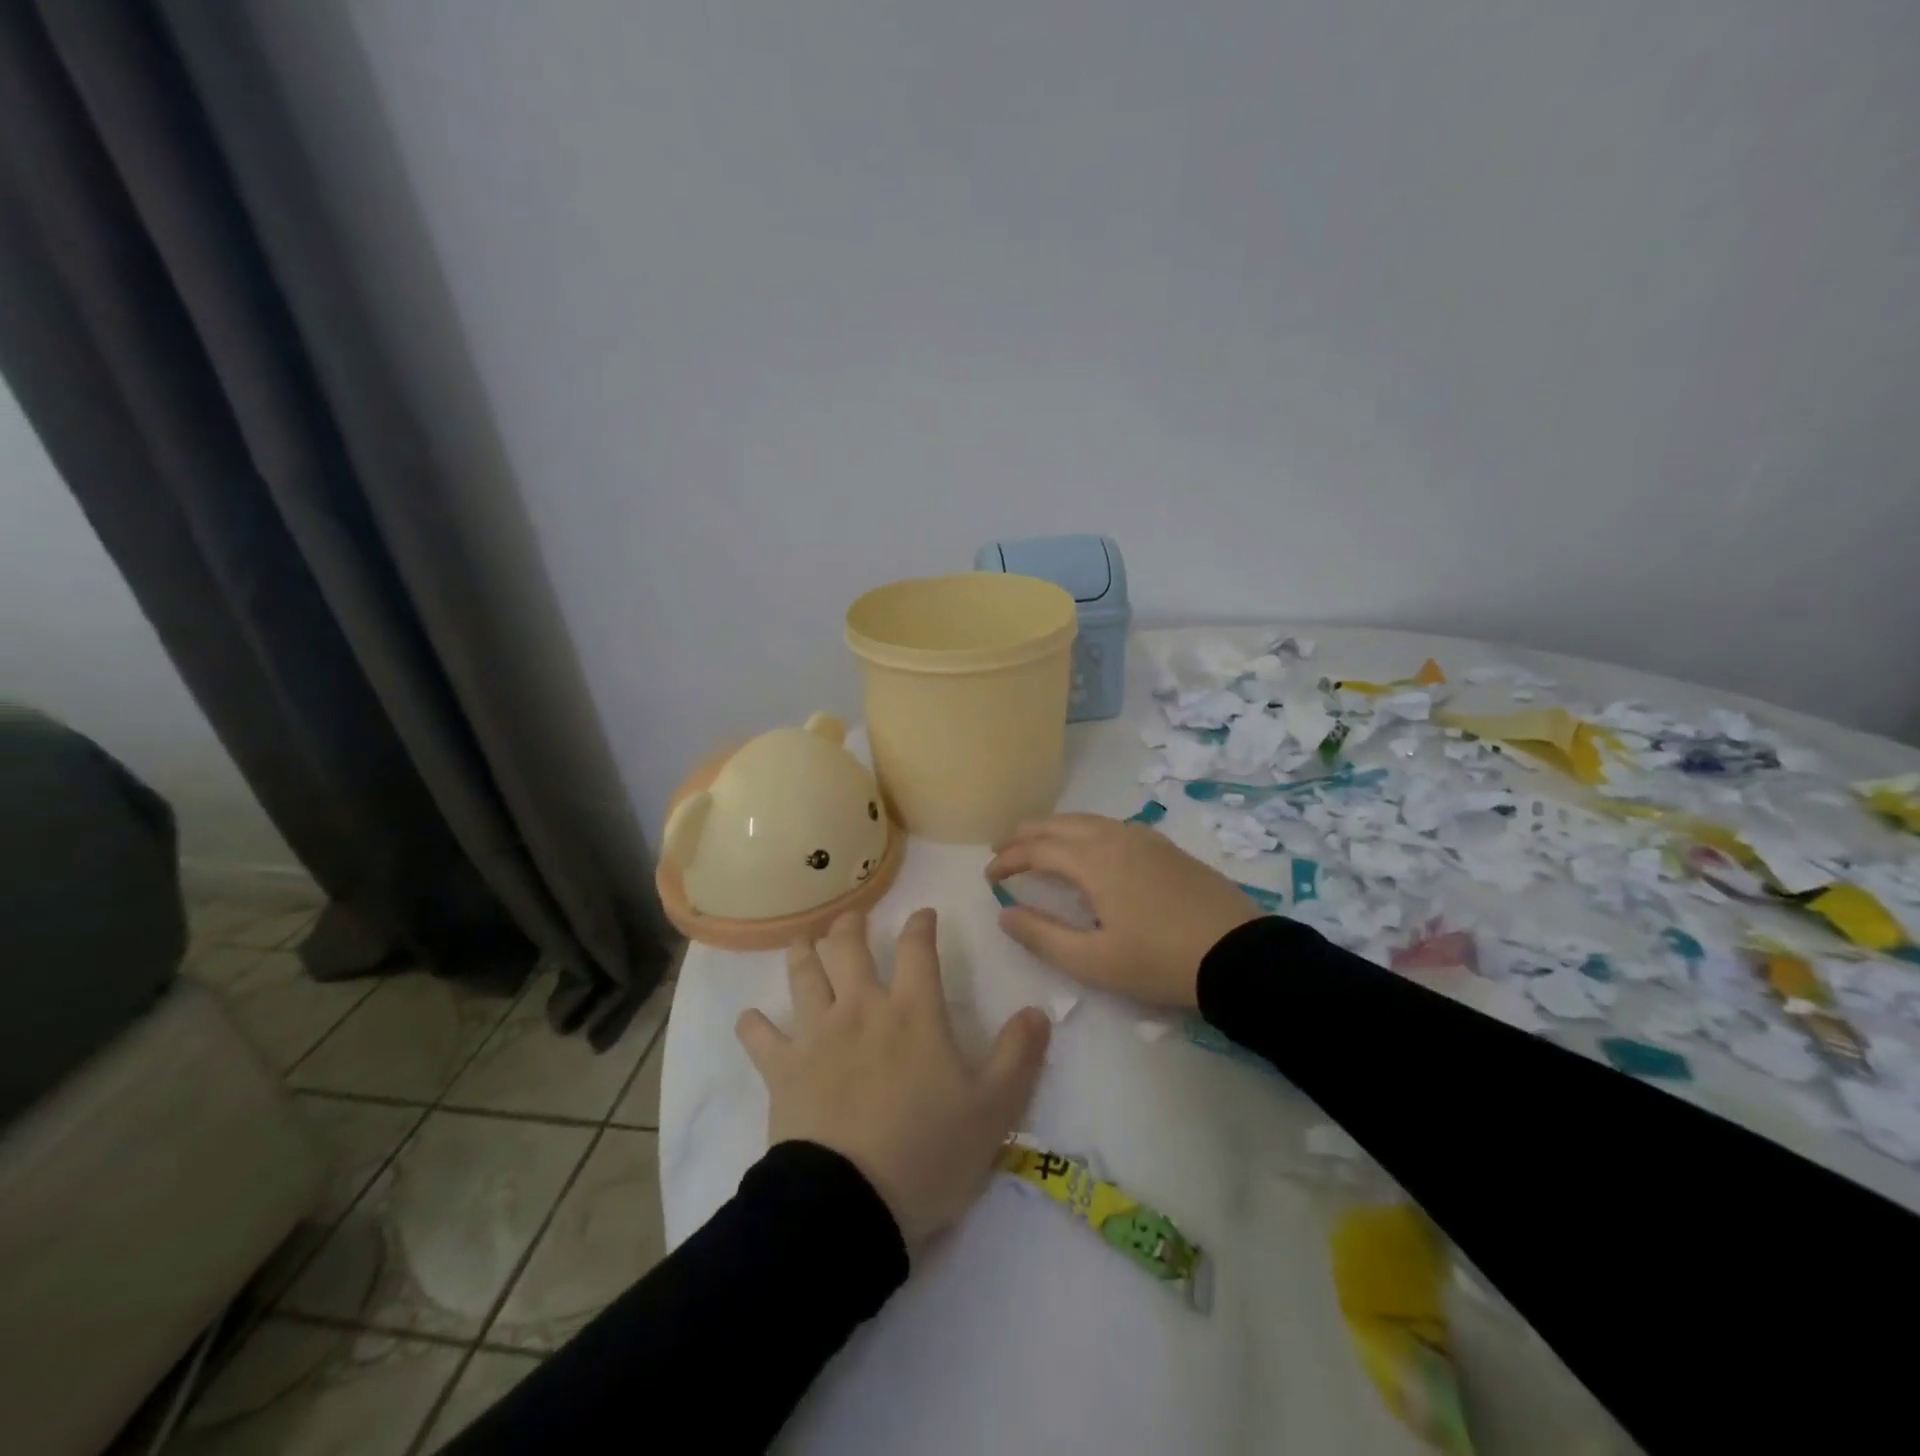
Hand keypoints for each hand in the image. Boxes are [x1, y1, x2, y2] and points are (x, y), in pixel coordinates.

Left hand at [736, 909, 1051, 1250]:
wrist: (850, 1204)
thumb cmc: (928, 1152)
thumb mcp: (993, 1109)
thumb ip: (1019, 1055)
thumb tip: (1038, 1010)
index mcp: (913, 1012)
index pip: (918, 949)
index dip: (921, 925)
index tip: (924, 913)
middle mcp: (862, 1009)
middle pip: (849, 947)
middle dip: (851, 925)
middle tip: (852, 917)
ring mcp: (817, 1035)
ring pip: (804, 976)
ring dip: (803, 953)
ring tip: (804, 940)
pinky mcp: (782, 1069)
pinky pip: (760, 1037)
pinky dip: (753, 1025)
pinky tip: (750, 1019)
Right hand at [985, 814, 1261, 1007]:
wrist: (1240, 955)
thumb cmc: (1160, 961)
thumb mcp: (1093, 961)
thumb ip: (1042, 936)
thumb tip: (1004, 913)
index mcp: (1093, 860)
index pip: (1036, 849)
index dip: (1007, 860)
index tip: (988, 876)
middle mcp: (1115, 837)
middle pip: (1059, 823)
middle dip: (1025, 834)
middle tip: (1002, 848)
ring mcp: (1144, 838)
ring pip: (1086, 820)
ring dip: (1055, 829)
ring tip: (1038, 844)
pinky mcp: (1165, 847)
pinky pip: (1110, 826)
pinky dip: (1083, 831)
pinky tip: (1087, 849)